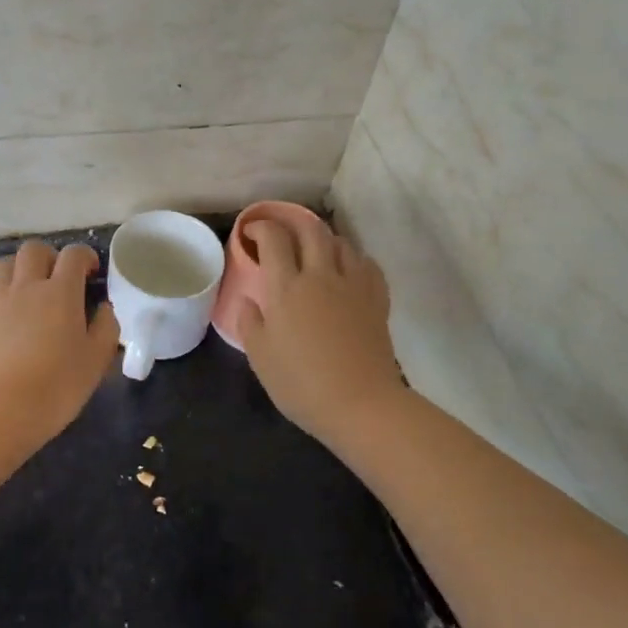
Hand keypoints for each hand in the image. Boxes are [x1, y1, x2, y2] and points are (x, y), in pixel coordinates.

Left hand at [0, 241, 119, 448]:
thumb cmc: (56, 387)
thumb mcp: (97, 361)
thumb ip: (106, 328)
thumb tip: (104, 308)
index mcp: (60, 292)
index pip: (74, 255)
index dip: (85, 256)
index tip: (91, 272)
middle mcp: (25, 287)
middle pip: (34, 250)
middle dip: (49, 257)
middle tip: (57, 279)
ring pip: (3, 266)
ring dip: (18, 272)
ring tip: (26, 293)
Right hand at [236, 220, 403, 439]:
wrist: (361, 404)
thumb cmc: (302, 384)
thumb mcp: (260, 358)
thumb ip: (250, 322)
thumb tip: (250, 301)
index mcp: (286, 287)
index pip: (273, 238)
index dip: (260, 227)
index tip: (252, 232)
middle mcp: (320, 275)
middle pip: (310, 230)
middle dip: (293, 223)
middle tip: (283, 234)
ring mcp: (353, 285)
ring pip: (341, 242)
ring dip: (325, 239)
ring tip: (316, 251)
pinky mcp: (377, 299)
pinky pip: (367, 264)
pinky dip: (354, 259)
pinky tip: (348, 270)